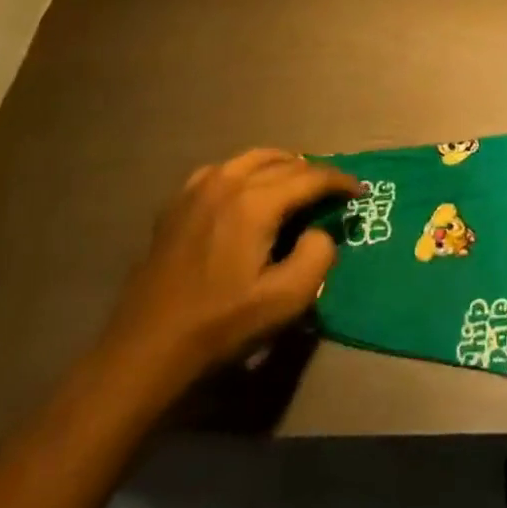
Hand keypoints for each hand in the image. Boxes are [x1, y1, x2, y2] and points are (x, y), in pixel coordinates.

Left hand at [97, 148, 359, 393]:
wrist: (145, 349)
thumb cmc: (220, 326)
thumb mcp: (285, 301)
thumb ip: (317, 255)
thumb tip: (320, 231)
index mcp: (254, 202)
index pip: (311, 177)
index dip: (341, 182)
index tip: (360, 193)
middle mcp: (227, 182)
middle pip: (284, 162)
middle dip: (314, 173)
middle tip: (333, 194)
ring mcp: (197, 189)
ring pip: (253, 158)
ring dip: (283, 167)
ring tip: (298, 187)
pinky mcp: (177, 203)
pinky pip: (224, 170)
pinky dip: (248, 173)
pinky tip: (250, 194)